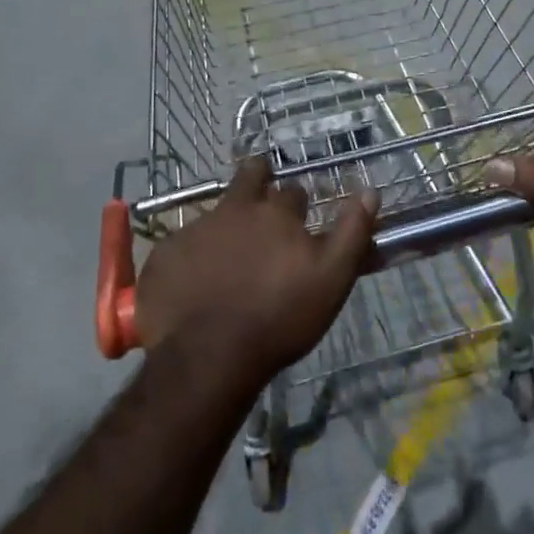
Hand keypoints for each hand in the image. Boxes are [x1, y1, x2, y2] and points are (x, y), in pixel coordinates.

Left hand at [134, 158, 378, 390]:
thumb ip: (352, 232)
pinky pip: (181, 246)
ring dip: (224, 226)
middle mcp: (233, 209)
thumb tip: (370, 191)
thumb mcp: (332, 279)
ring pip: (214, 214)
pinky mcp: (164, 254)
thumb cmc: (279, 318)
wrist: (208, 357)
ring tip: (226, 258)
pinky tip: (193, 284)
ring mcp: (194, 229)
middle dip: (257, 178)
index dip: (297, 204)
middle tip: (259, 197)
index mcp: (275, 212)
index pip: (293, 192)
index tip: (299, 218)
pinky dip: (191, 257)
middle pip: (248, 176)